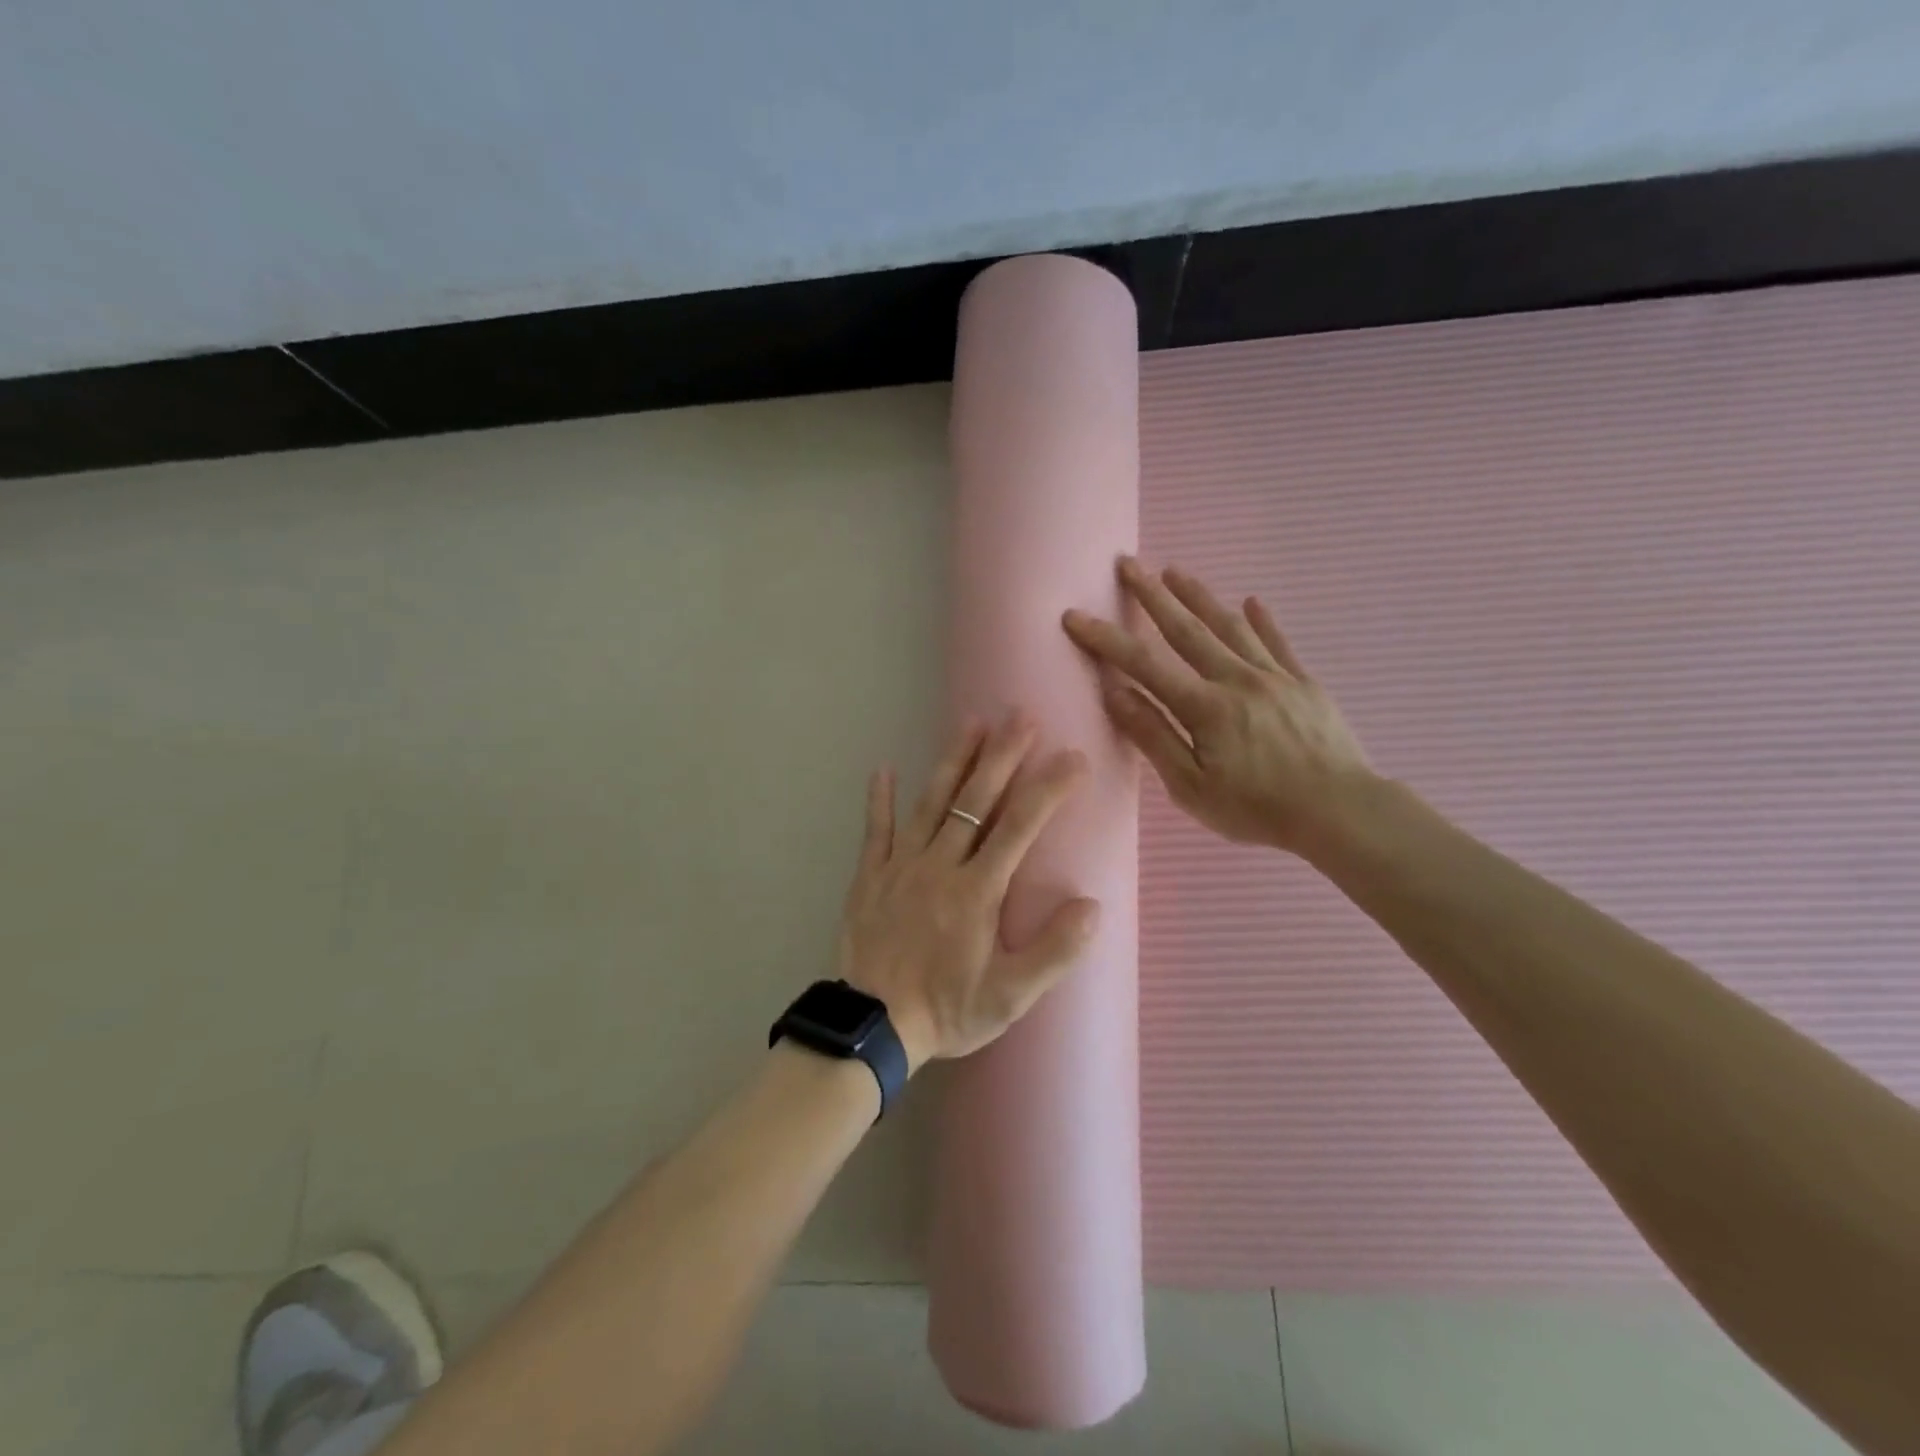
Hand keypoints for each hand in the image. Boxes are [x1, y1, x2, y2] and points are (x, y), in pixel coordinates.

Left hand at [838, 712, 1098, 1069]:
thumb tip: (1093, 906)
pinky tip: (882, 769)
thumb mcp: (1009, 996)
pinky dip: (879, 799)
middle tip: (1021, 716)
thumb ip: (1053, 952)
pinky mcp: (869, 876)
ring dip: (953, 761)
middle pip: (975, 801)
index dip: (1048, 788)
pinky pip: (875, 830)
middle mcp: (940, 865)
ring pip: (931, 802)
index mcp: (977, 890)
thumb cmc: (946, 1010)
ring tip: (972, 723)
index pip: (1020, 826)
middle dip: (1002, 755)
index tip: (1073, 757)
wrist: (871, 1027)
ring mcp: (901, 866)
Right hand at [1062, 557, 1372, 854]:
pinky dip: (1263, 621)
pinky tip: (1252, 601)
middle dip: (1152, 595)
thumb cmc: (1257, 808)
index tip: (1075, 615)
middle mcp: (1236, 679)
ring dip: (1199, 596)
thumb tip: (1116, 693)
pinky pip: (1279, 644)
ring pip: (1230, 626)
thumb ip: (1153, 736)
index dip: (1106, 638)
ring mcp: (1274, 677)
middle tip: (1128, 563)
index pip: (1144, 664)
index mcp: (1205, 707)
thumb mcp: (1191, 787)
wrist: (1341, 812)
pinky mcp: (1305, 684)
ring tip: (1175, 571)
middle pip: (1187, 629)